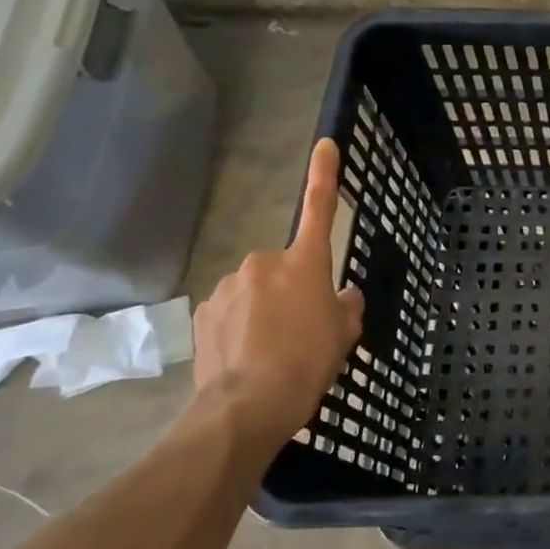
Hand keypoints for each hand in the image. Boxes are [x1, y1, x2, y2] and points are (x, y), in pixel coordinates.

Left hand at [191, 138, 364, 446]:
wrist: (249, 404)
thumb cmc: (309, 361)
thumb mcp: (345, 333)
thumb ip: (346, 306)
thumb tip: (341, 295)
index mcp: (305, 263)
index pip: (319, 209)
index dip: (324, 175)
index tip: (325, 144)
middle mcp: (264, 263)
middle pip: (285, 268)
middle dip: (292, 288)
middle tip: (301, 328)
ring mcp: (229, 286)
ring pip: (255, 290)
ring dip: (264, 309)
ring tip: (271, 349)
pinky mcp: (204, 311)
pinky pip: (230, 310)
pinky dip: (239, 326)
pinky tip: (246, 355)